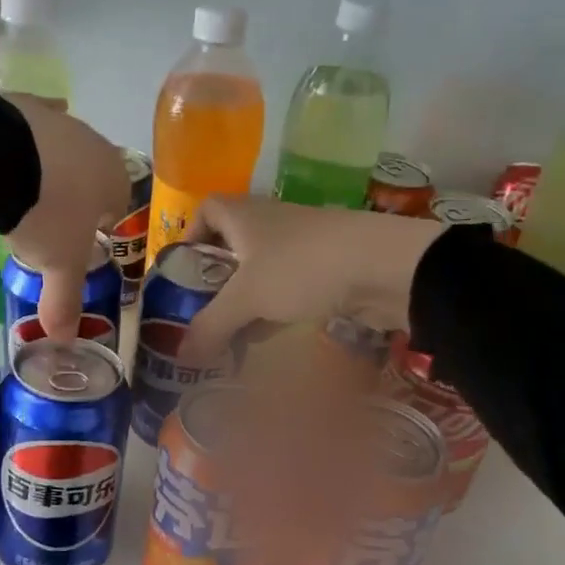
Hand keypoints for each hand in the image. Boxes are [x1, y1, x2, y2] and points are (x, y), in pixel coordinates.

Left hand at [1, 94, 129, 338]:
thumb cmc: (46, 212)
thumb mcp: (58, 263)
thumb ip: (65, 300)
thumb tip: (64, 341)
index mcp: (113, 177)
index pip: (118, 201)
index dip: (100, 225)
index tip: (77, 242)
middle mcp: (92, 142)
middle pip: (87, 174)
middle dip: (70, 197)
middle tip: (42, 224)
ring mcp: (55, 119)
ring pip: (55, 150)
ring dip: (41, 171)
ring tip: (11, 197)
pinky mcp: (18, 102)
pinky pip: (21, 128)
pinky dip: (12, 145)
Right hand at [180, 196, 442, 360]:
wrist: (384, 266)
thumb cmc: (300, 267)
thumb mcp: (246, 299)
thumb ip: (211, 326)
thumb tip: (180, 355)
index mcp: (244, 215)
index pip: (207, 209)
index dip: (191, 234)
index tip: (183, 269)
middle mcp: (270, 222)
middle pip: (233, 244)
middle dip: (216, 278)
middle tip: (200, 312)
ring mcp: (301, 245)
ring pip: (262, 270)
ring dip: (246, 299)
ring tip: (229, 334)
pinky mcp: (327, 268)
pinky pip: (289, 288)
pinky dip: (274, 310)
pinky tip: (266, 338)